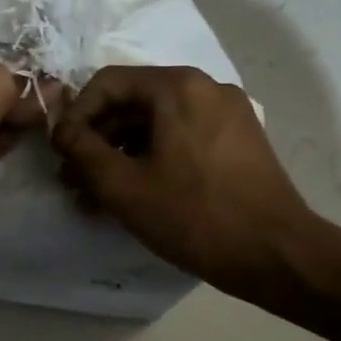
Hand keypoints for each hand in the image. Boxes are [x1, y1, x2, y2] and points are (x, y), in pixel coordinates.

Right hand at [52, 66, 323, 308]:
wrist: (279, 257)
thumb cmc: (195, 216)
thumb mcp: (123, 185)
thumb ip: (82, 149)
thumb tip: (61, 129)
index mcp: (178, 87)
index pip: (107, 83)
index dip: (75, 115)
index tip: (61, 152)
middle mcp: (205, 88)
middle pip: (132, 102)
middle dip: (96, 139)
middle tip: (72, 178)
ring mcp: (226, 113)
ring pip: (155, 122)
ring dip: (120, 153)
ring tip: (95, 194)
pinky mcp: (238, 140)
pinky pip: (180, 136)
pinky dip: (151, 158)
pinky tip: (133, 193)